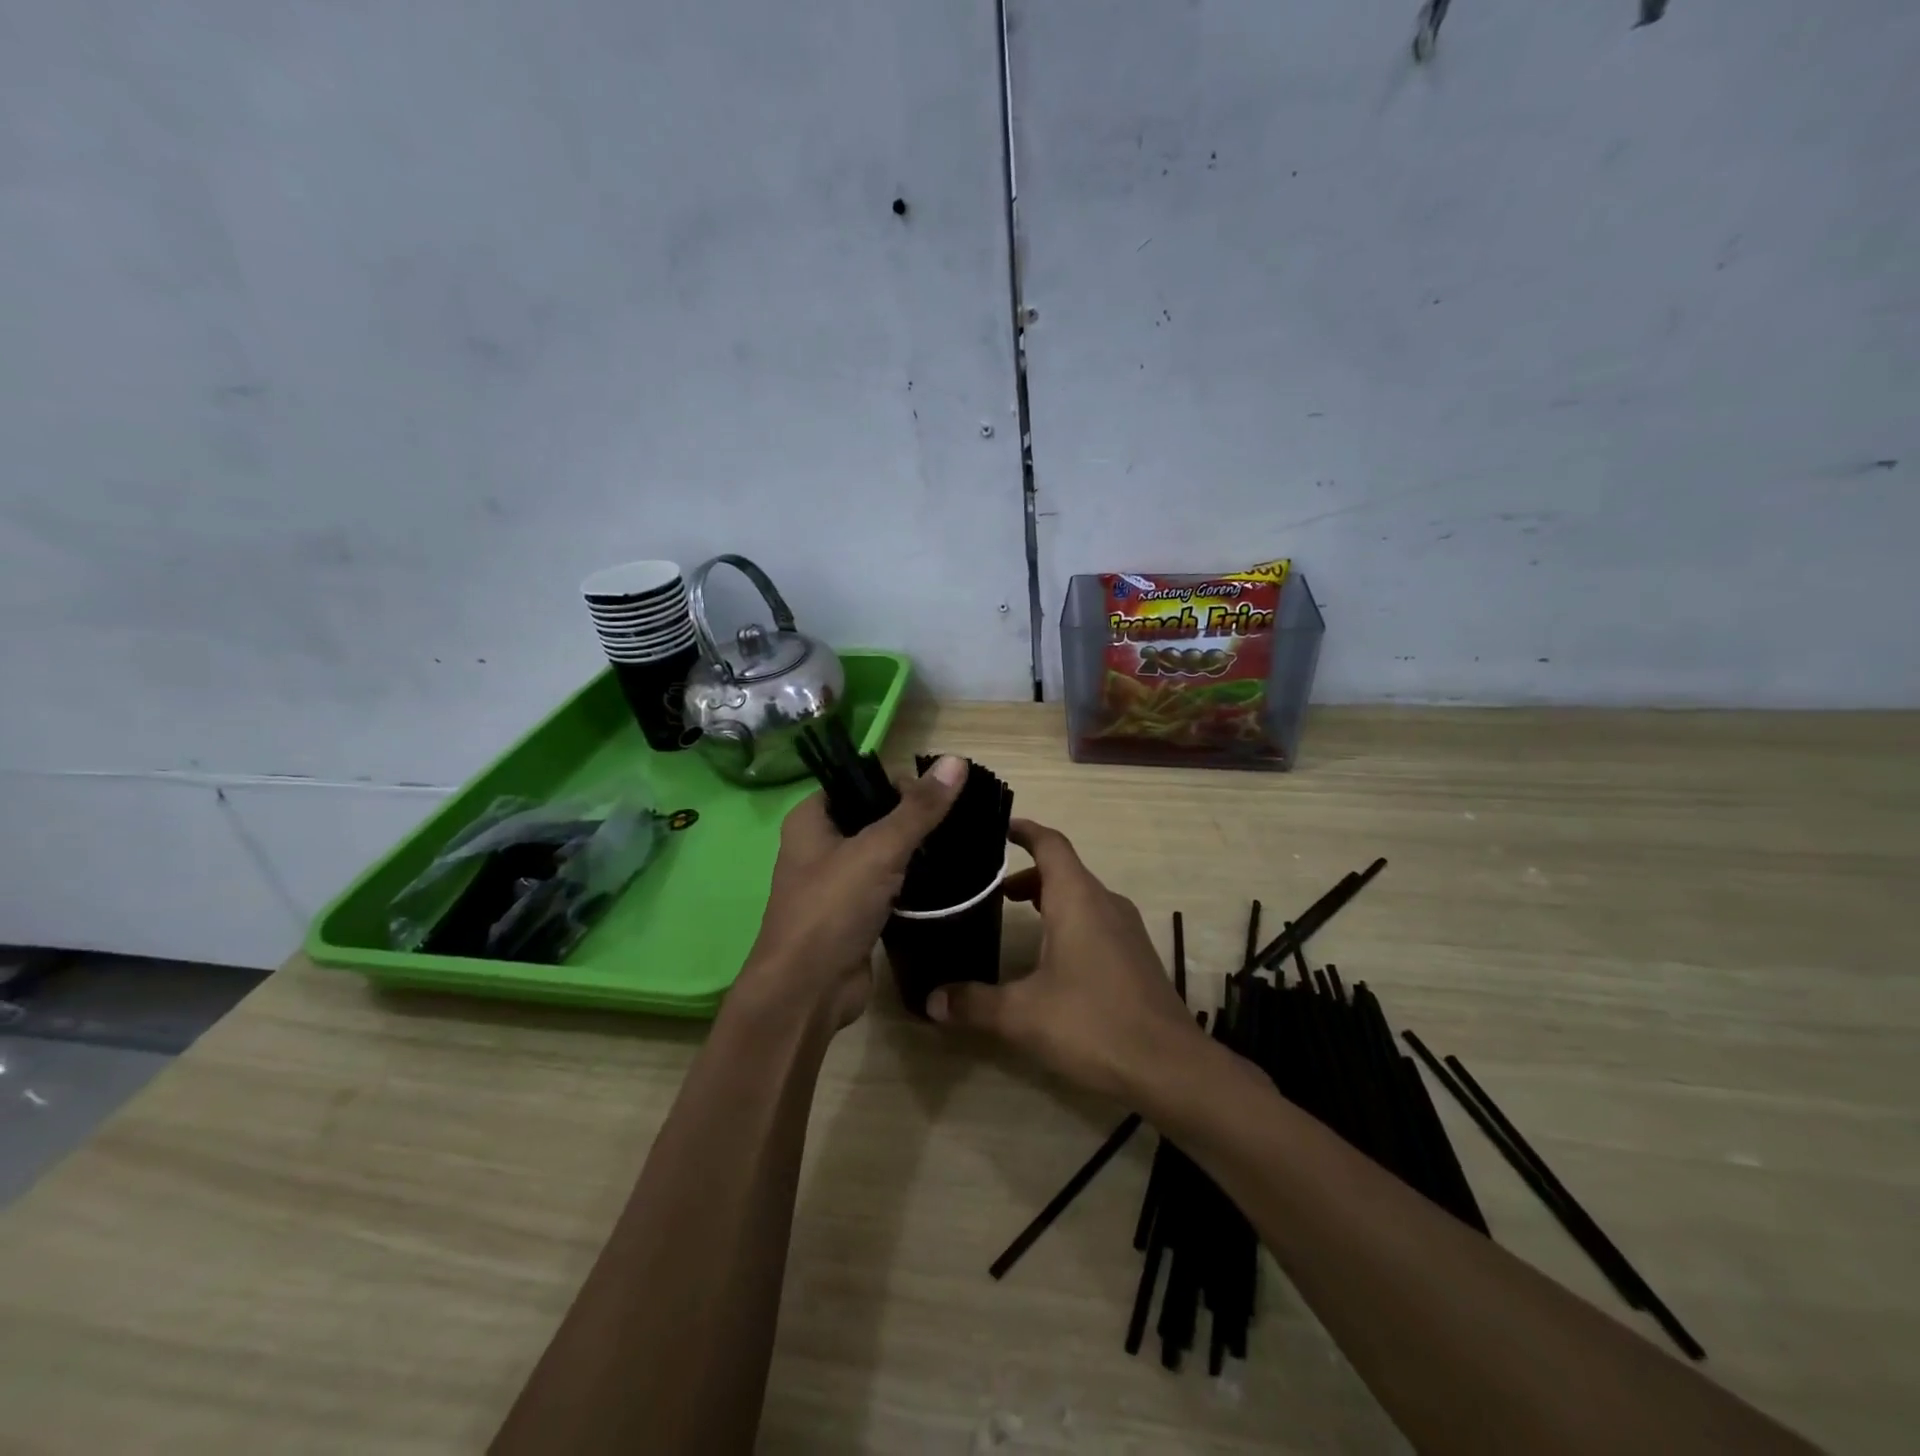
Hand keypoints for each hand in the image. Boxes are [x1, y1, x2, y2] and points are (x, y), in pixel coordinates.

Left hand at [737, 755, 968, 1027]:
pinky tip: (944, 877)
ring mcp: (837, 881)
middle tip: (955, 819)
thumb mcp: (879, 850)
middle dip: (911, 816)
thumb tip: (956, 761)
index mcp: (811, 819)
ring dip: (914, 850)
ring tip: (957, 843)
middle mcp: (819, 845)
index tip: (937, 794)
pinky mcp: (855, 912)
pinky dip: (912, 881)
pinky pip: (888, 884)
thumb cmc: (832, 909)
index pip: (857, 781)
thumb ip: (919, 808)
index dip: (896, 781)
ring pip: (883, 852)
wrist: (808, 992)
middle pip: (873, 815)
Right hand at [924, 818, 1202, 1098]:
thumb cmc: (1093, 1024)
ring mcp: (1126, 928)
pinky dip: (1068, 920)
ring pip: (1081, 896)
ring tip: (1014, 918)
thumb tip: (931, 1000)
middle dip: (1026, 874)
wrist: (1170, 1066)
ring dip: (1048, 899)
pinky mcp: (1136, 954)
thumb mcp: (1022, 1016)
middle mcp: (1105, 902)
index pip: (1050, 843)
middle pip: (1063, 870)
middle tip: (988, 889)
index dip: (1023, 830)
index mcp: (1078, 899)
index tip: (996, 828)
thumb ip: (973, 1003)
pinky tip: (1051, 958)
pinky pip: (1096, 919)